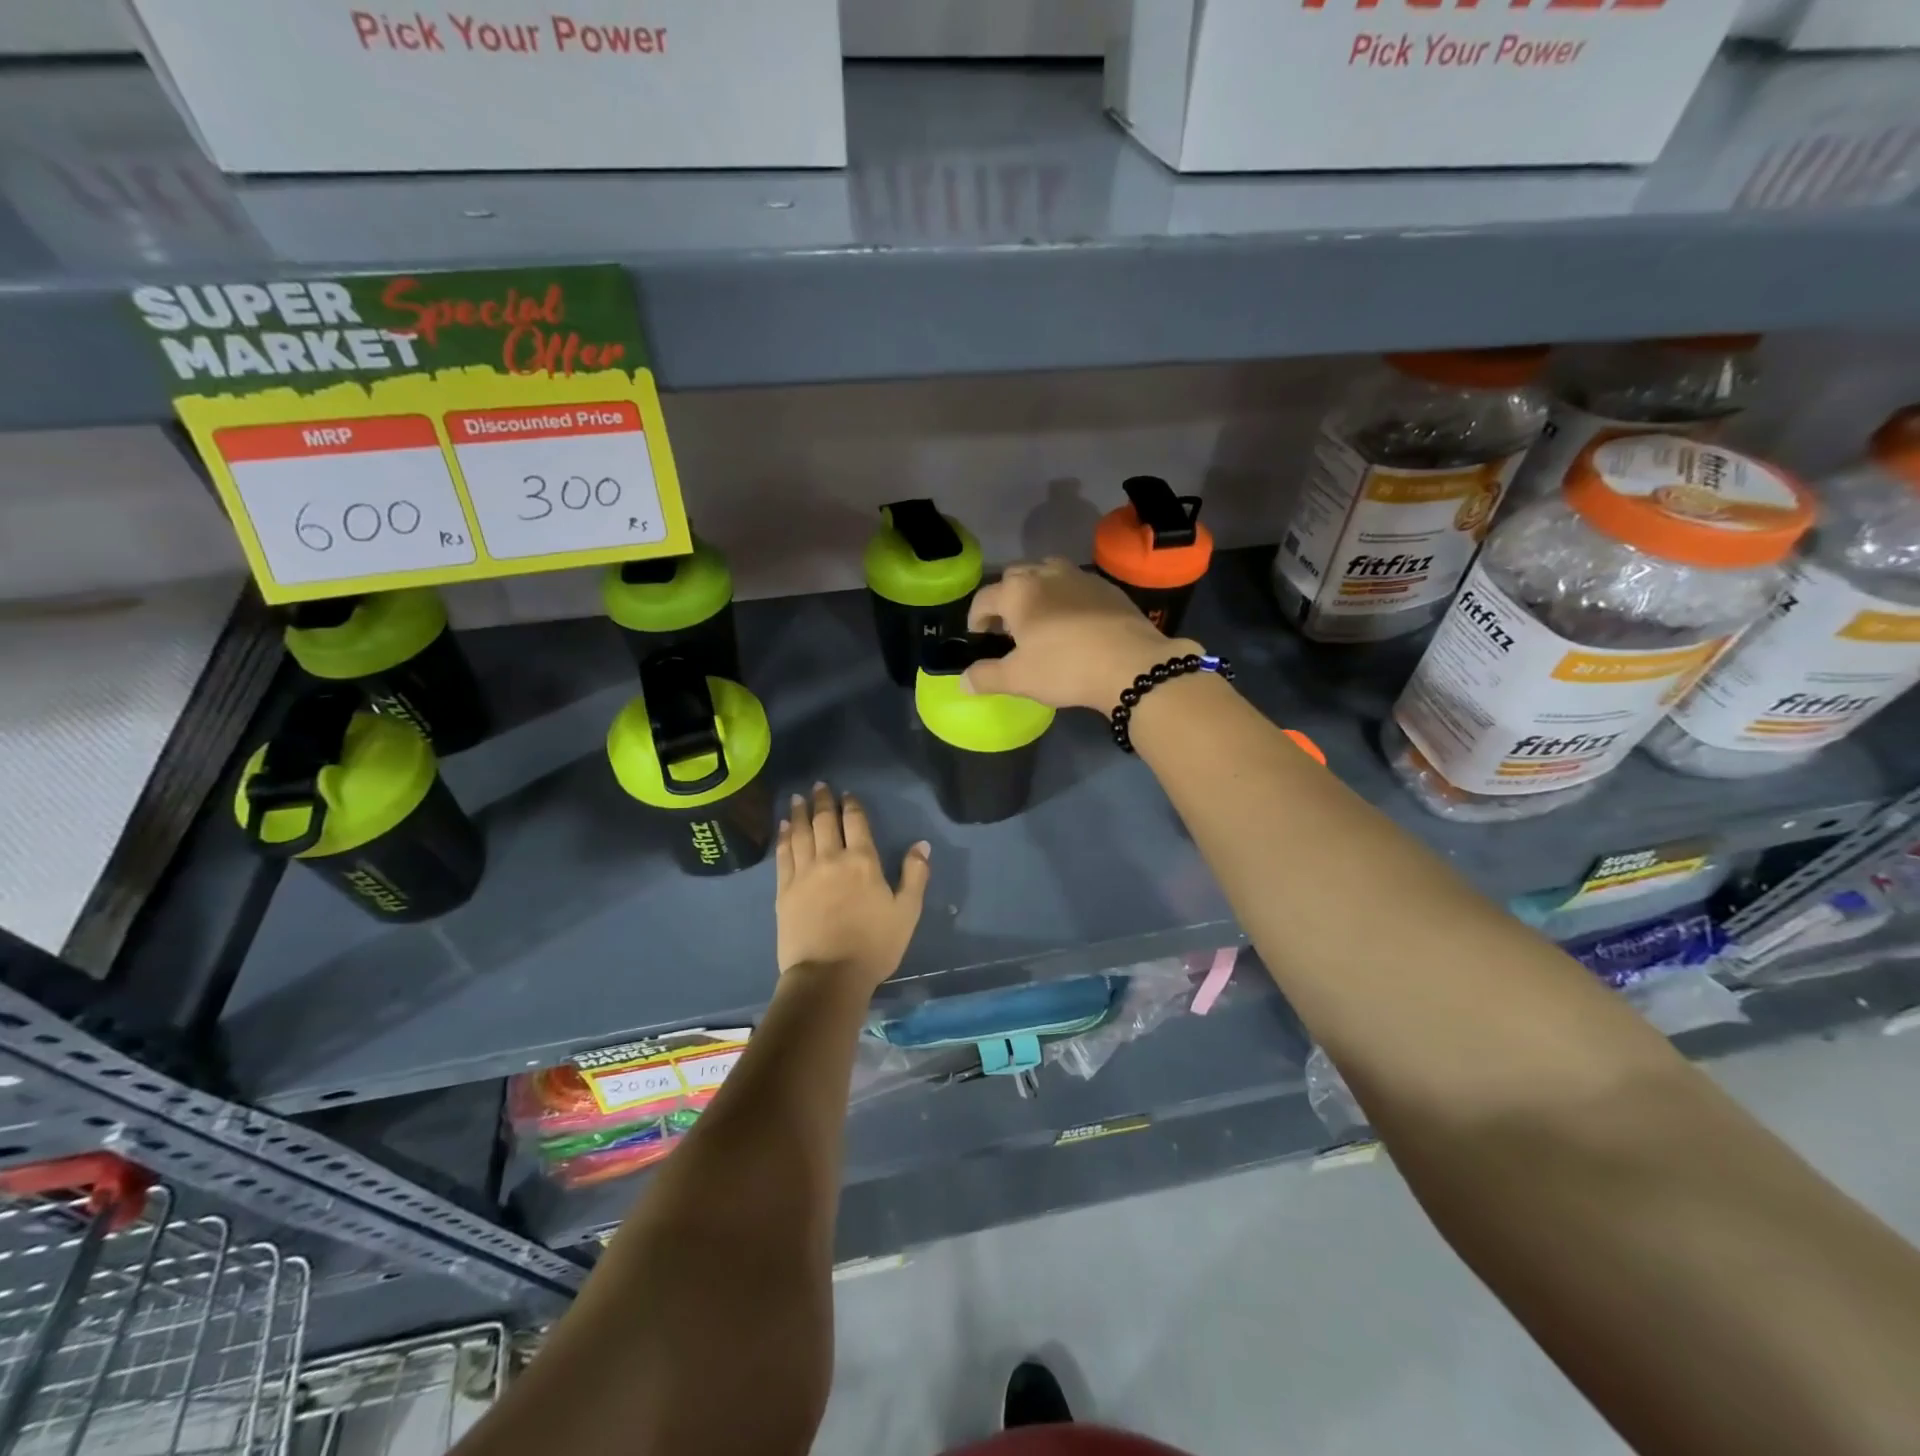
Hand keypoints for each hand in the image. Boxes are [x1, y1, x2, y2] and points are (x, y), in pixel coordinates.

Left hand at [776, 783, 930, 991]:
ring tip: (796, 798)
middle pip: (825, 821)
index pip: (855, 822)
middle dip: (822, 801)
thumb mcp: (907, 912)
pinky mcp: (784, 890)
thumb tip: (921, 844)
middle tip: (818, 785)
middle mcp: (831, 858)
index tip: (846, 793)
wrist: (828, 975)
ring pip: (800, 833)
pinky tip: (782, 827)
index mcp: (863, 861)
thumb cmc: (874, 945)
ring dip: (799, 813)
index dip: (851, 804)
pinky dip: (783, 837)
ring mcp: (804, 873)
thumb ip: (915, 875)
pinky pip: (783, 854)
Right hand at [964, 558, 1201, 711]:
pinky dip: (1066, 597)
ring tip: (1040, 619)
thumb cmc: (1066, 668)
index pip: (984, 598)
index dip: (976, 618)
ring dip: (1036, 591)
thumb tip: (964, 682)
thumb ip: (986, 677)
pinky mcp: (1107, 587)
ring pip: (1048, 573)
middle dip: (1005, 599)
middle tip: (1008, 628)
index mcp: (1018, 592)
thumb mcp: (1018, 679)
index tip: (979, 637)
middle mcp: (1046, 573)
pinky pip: (1076, 585)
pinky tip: (1074, 623)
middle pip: (1015, 577)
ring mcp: (1080, 577)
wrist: (1132, 665)